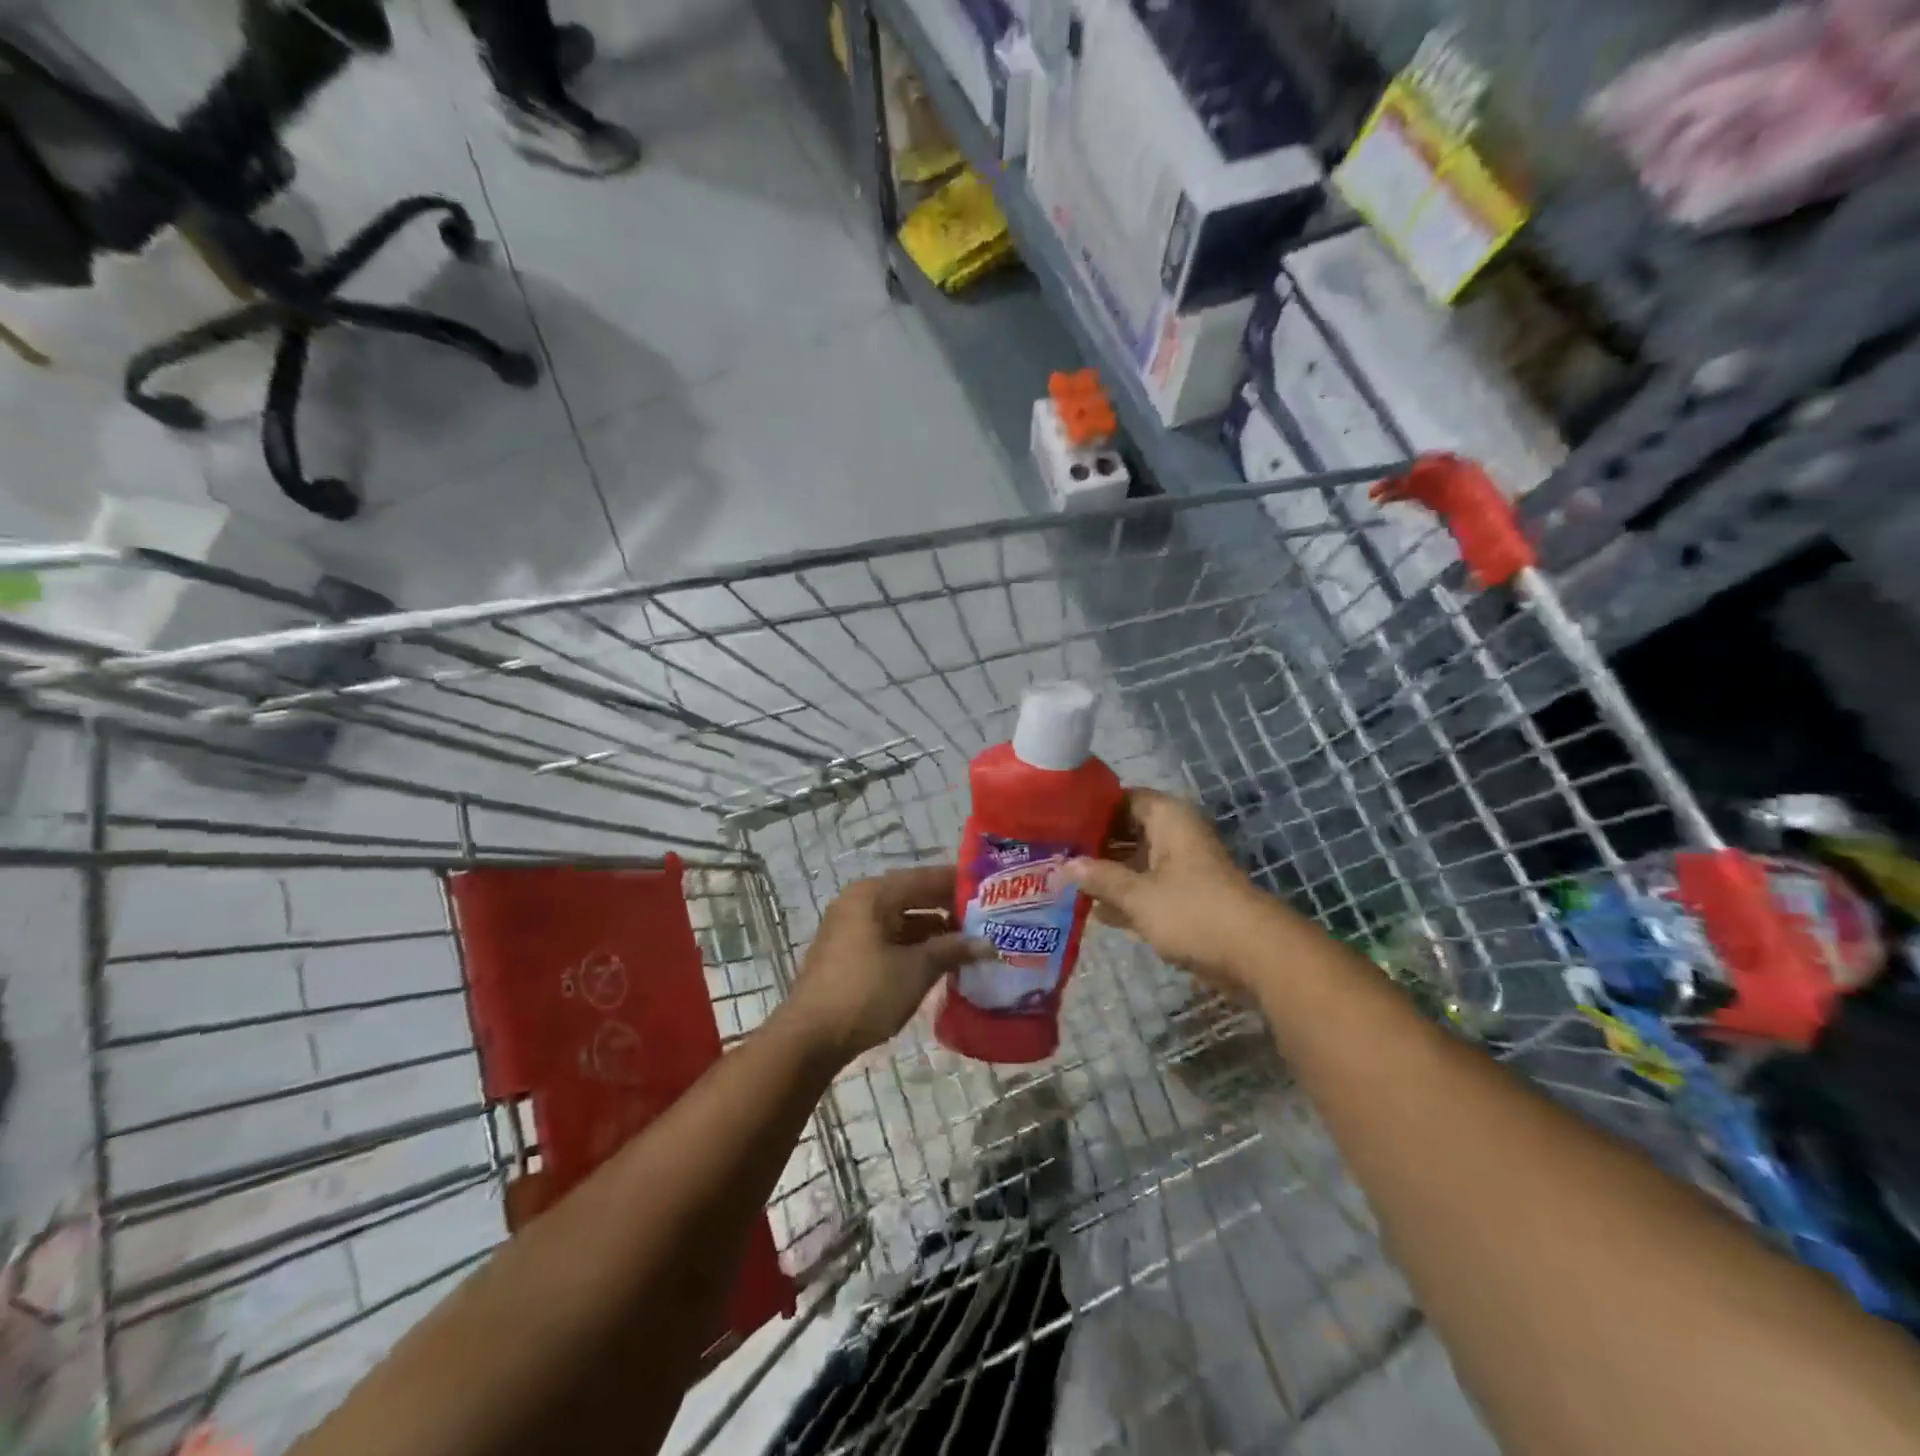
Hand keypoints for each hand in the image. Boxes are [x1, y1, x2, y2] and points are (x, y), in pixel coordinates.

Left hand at [782, 866, 987, 1063]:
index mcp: (874, 894)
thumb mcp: (916, 969)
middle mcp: (860, 902)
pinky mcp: (849, 953)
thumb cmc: (866, 993)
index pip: (926, 878)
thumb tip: (988, 944)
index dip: (961, 884)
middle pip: (914, 896)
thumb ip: (953, 950)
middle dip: (950, 909)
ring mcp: (852, 928)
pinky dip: (915, 946)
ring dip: (935, 931)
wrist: (809, 1038)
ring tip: (971, 944)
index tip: (994, 892)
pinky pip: (891, 939)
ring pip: (903, 920)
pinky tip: (941, 962)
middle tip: (988, 920)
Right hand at [1064, 788, 1276, 991]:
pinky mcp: (1182, 897)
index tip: (1054, 821)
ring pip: (1133, 861)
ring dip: (1104, 873)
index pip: (1120, 799)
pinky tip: (1089, 910)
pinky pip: (1144, 888)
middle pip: (1124, 831)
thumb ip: (1099, 878)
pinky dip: (1122, 896)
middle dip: (1091, 845)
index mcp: (1166, 818)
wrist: (1255, 955)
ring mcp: (1179, 867)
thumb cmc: (1193, 911)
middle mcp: (1173, 835)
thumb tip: (1064, 866)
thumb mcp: (1138, 895)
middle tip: (1049, 855)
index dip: (1088, 809)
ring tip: (1059, 881)